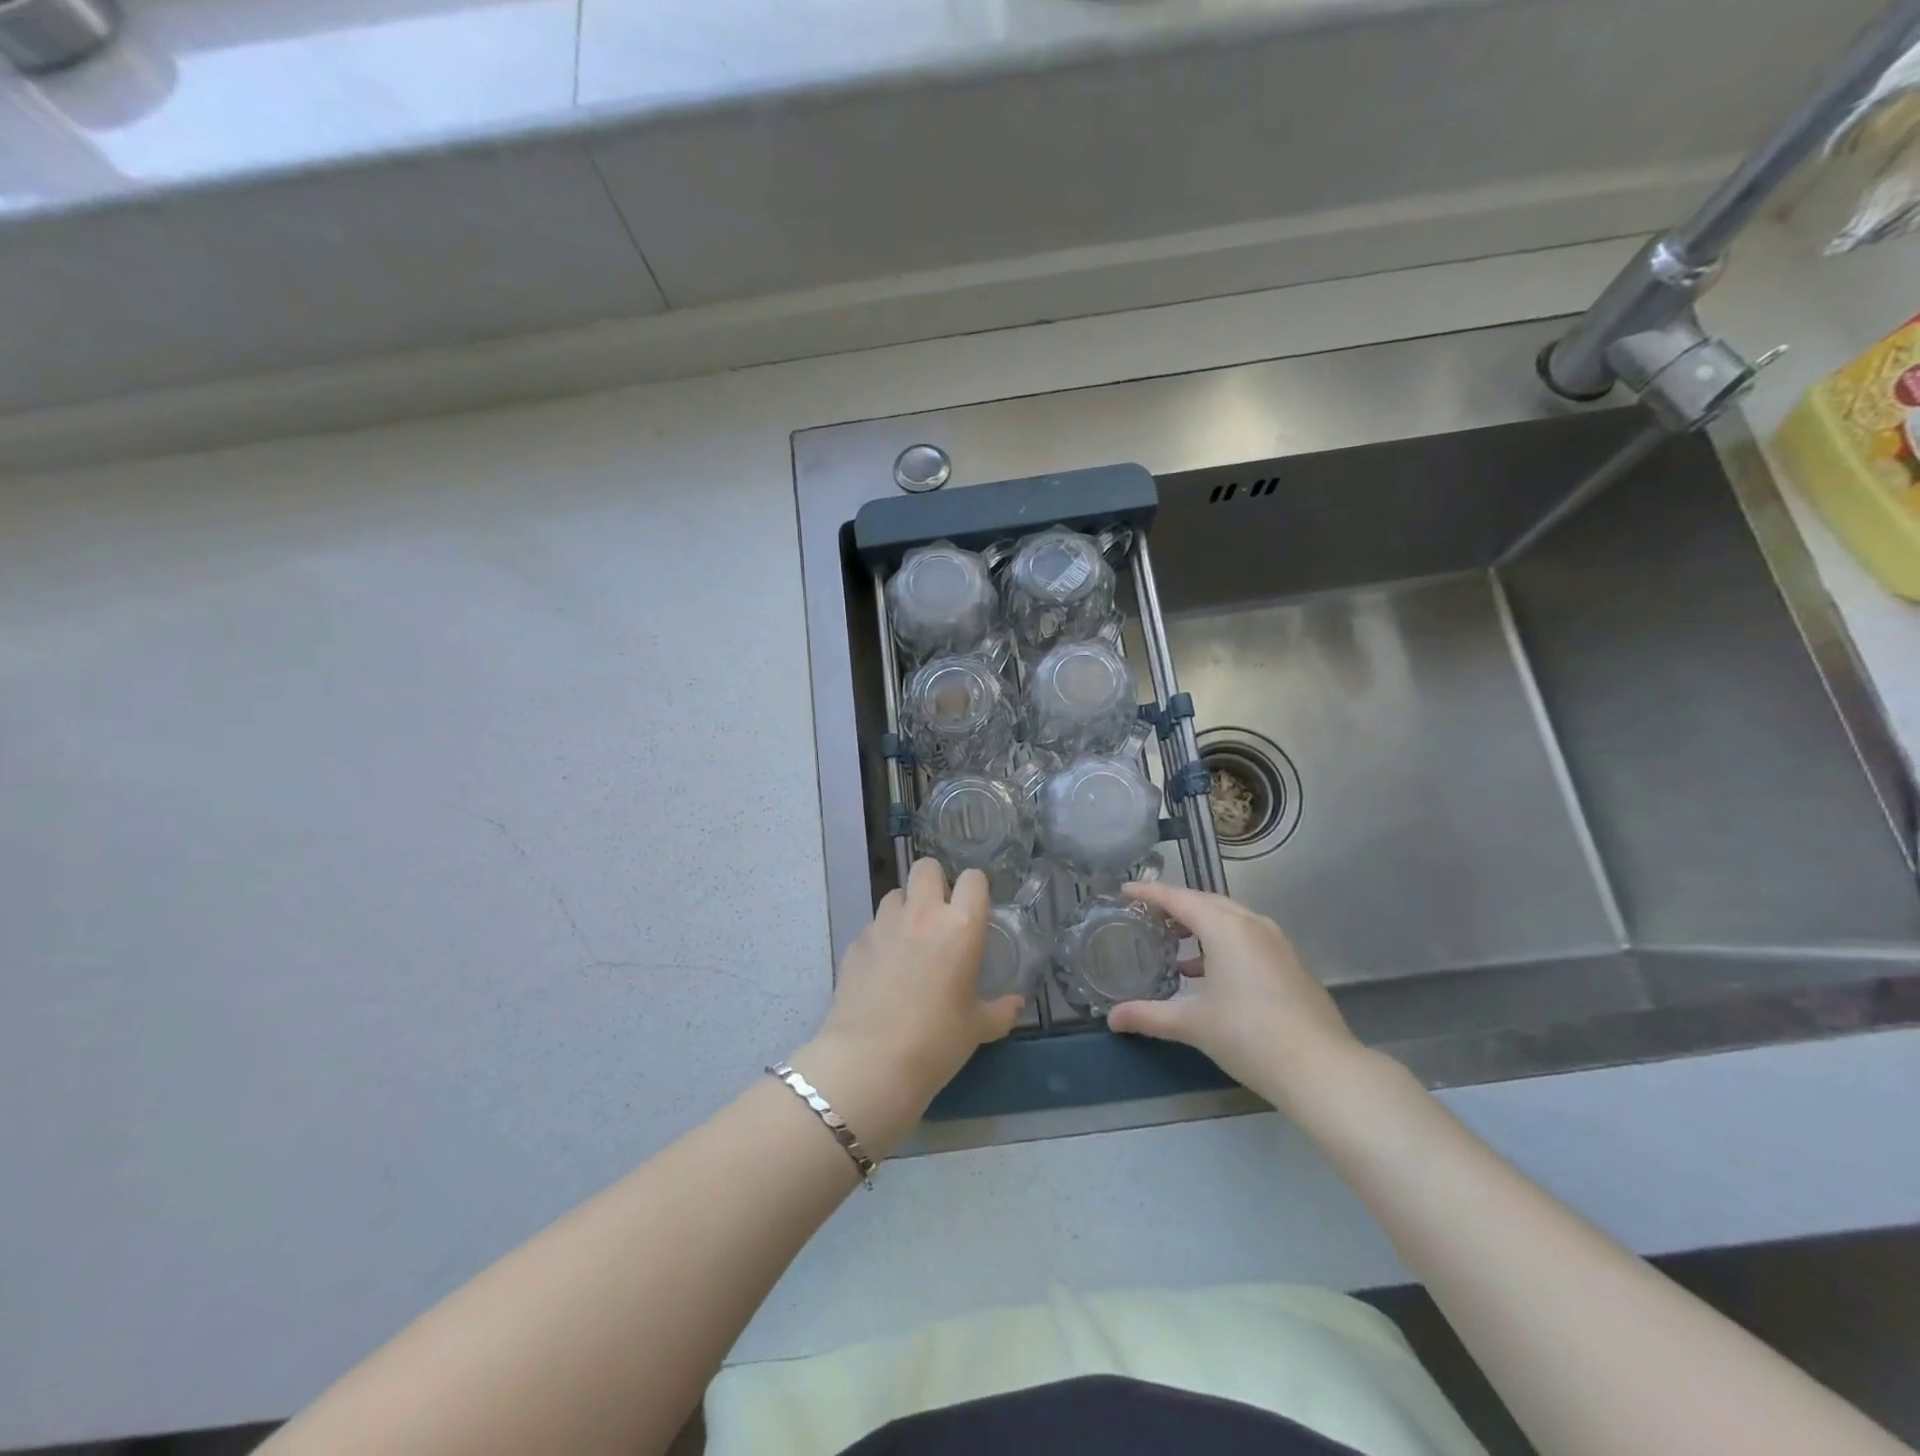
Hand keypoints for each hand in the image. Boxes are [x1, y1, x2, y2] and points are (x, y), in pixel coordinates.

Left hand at [790, 859, 1023, 1156]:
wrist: (870, 1061)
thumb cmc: (936, 1042)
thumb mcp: (976, 1029)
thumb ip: (1000, 1011)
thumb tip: (1015, 1004)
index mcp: (960, 927)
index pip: (973, 879)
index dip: (975, 889)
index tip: (974, 908)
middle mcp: (922, 914)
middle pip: (927, 867)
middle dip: (935, 882)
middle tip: (940, 913)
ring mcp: (884, 925)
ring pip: (895, 893)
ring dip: (905, 908)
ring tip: (909, 939)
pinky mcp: (856, 942)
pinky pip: (873, 925)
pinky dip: (882, 937)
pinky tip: (883, 968)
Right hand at [1107, 880, 1373, 1124]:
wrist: (1322, 1069)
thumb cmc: (1249, 1036)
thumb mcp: (1192, 1024)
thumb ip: (1149, 1016)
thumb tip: (1112, 1019)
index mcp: (1225, 928)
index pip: (1178, 898)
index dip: (1149, 892)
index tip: (1125, 890)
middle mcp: (1252, 924)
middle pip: (1206, 902)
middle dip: (1175, 905)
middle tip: (1147, 915)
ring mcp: (1277, 942)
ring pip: (1230, 918)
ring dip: (1200, 924)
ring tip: (1174, 944)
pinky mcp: (1291, 962)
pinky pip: (1248, 936)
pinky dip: (1223, 942)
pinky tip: (1210, 973)